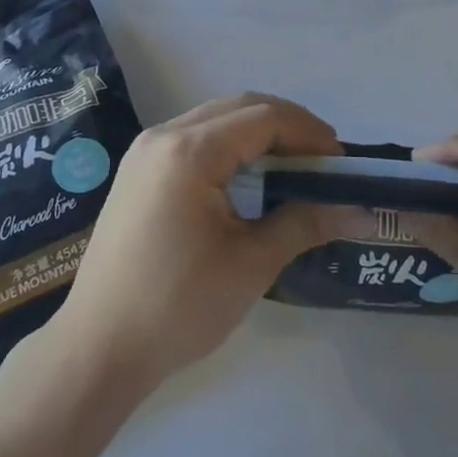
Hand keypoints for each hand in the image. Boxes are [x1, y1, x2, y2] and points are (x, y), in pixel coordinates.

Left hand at [48, 93, 341, 393]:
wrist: (97, 349)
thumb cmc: (178, 307)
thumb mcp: (251, 264)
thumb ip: (305, 223)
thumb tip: (360, 212)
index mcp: (190, 151)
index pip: (264, 118)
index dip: (309, 132)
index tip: (341, 161)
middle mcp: (164, 136)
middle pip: (240, 107)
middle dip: (287, 126)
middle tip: (323, 160)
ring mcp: (145, 151)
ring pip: (216, 119)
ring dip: (258, 133)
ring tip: (293, 166)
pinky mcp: (138, 171)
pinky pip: (195, 138)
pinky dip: (230, 146)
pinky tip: (249, 177)